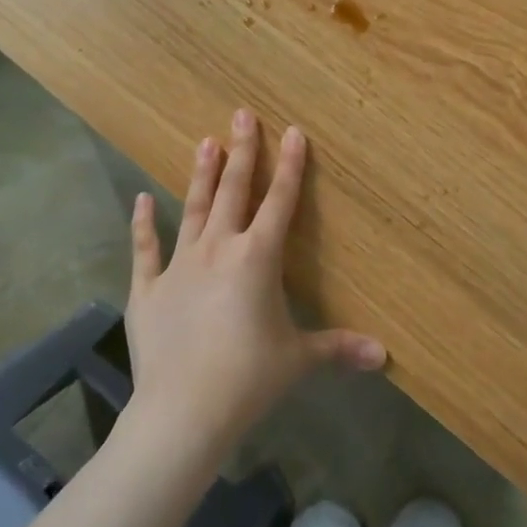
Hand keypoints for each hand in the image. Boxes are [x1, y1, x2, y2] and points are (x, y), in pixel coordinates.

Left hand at [122, 109, 385, 461]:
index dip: (289, 165)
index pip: (280, 201)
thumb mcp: (298, 360)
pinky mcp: (148, 288)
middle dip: (241, 151)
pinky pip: (146, 248)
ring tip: (205, 142)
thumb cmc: (248, 379)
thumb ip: (339, 348)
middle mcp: (219, 249)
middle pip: (234, 191)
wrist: (183, 411)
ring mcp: (179, 265)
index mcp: (258, 258)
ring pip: (194, 208)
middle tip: (240, 114)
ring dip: (202, 175)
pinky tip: (142, 198)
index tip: (292, 130)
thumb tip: (384, 356)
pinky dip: (143, 223)